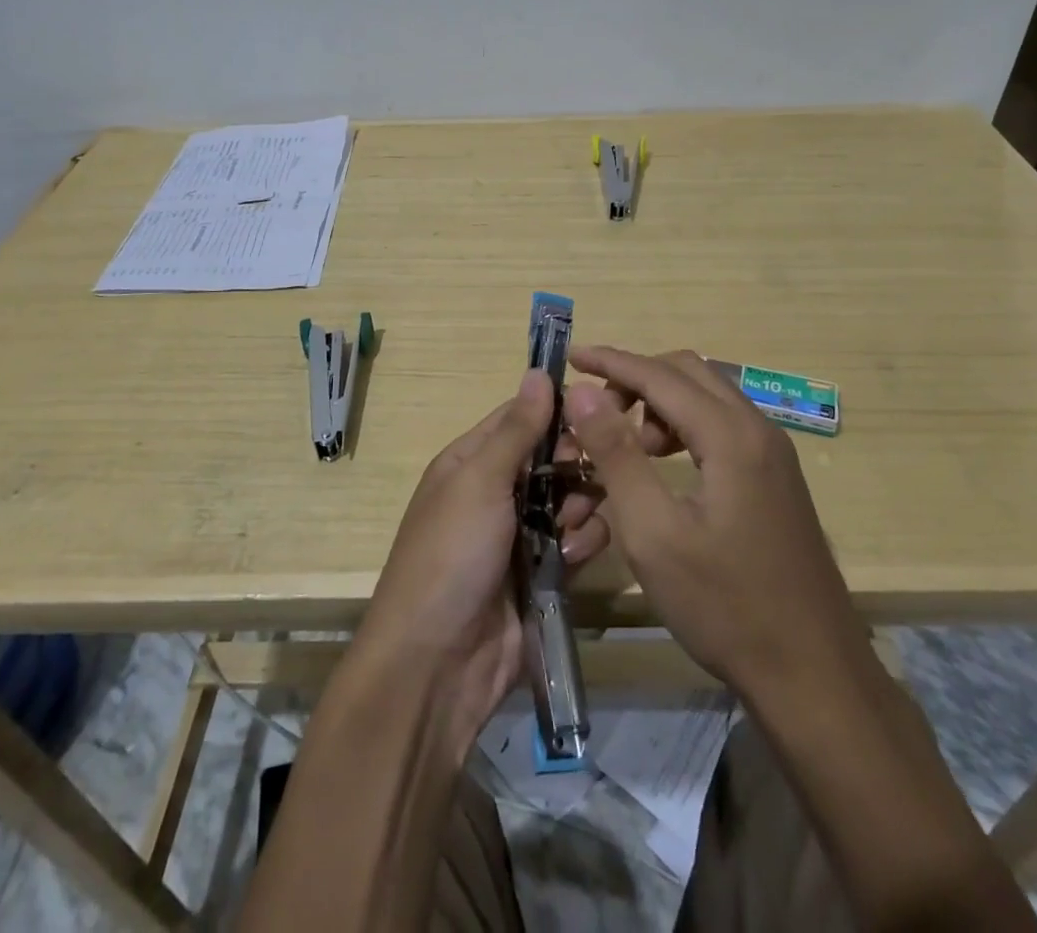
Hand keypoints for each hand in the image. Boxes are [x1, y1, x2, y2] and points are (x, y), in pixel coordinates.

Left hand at [353, 369, 610, 753]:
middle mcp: (495, 493)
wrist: (436, 665)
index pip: (520, 418)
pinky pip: (575, 545)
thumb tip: (539, 371)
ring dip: (580, 507)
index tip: (600, 411)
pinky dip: (582, 546)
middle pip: (551, 459)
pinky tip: (575, 558)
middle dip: (574, 465)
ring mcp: (518, 536)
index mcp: (471, 462)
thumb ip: (516, 430)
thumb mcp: (479, 481)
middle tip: (587, 477)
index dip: (557, 411)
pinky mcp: (541, 577)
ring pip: (569, 501)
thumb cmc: (451, 555)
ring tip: (571, 527)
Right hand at [564, 347, 864, 700]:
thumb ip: (617, 454)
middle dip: (637, 379)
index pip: (660, 375)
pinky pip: (722, 426)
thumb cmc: (725, 606)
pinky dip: (684, 427)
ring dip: (660, 404)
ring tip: (627, 447)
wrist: (814, 675)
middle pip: (688, 373)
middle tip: (595, 411)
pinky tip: (664, 466)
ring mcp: (774, 454)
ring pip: (707, 398)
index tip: (570, 356)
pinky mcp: (776, 478)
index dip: (611, 361)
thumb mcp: (653, 532)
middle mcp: (758, 430)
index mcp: (731, 435)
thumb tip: (584, 392)